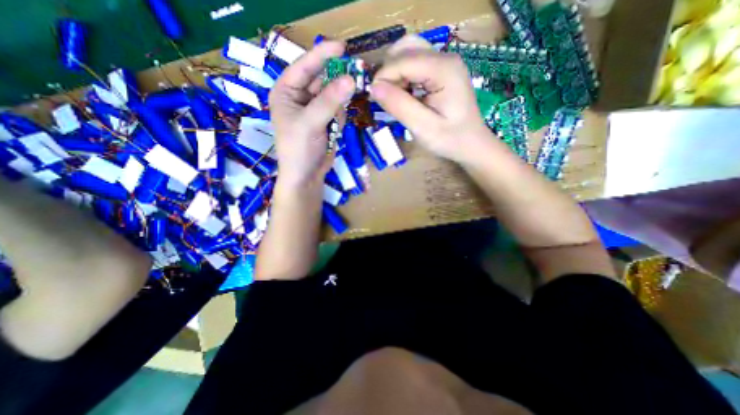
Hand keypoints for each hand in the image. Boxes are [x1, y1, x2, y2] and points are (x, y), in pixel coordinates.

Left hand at [270, 41, 356, 185]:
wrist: (306, 176)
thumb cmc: (299, 149)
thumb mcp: (310, 123)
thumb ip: (329, 101)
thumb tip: (351, 79)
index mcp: (286, 92)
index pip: (304, 66)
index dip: (322, 55)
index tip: (342, 47)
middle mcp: (299, 97)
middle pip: (321, 79)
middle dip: (337, 80)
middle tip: (355, 75)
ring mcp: (314, 109)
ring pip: (333, 95)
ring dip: (340, 101)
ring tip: (337, 116)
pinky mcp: (326, 121)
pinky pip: (338, 110)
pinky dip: (340, 116)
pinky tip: (335, 129)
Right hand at [368, 34, 496, 162]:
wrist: (471, 144)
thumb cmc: (450, 140)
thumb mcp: (423, 128)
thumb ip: (399, 106)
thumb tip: (374, 88)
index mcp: (443, 70)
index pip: (402, 60)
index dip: (383, 78)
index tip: (374, 99)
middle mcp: (445, 58)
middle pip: (404, 49)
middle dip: (388, 73)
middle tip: (386, 100)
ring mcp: (444, 62)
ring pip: (408, 53)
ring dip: (395, 73)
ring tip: (395, 98)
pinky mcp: (441, 70)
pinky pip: (414, 63)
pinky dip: (403, 76)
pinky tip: (405, 95)